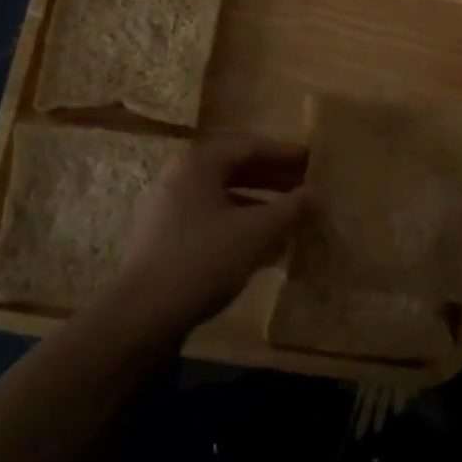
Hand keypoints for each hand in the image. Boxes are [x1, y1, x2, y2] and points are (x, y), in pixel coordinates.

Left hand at [101, 135, 311, 340]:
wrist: (141, 316)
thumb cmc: (202, 260)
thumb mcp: (256, 232)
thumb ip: (291, 209)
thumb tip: (319, 195)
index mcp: (199, 164)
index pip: (249, 146)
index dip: (284, 153)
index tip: (313, 162)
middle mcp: (181, 178)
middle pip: (235, 168)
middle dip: (273, 179)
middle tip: (306, 189)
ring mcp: (170, 209)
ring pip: (224, 196)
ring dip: (260, 204)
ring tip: (291, 219)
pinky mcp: (167, 239)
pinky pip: (213, 220)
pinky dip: (241, 225)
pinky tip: (264, 248)